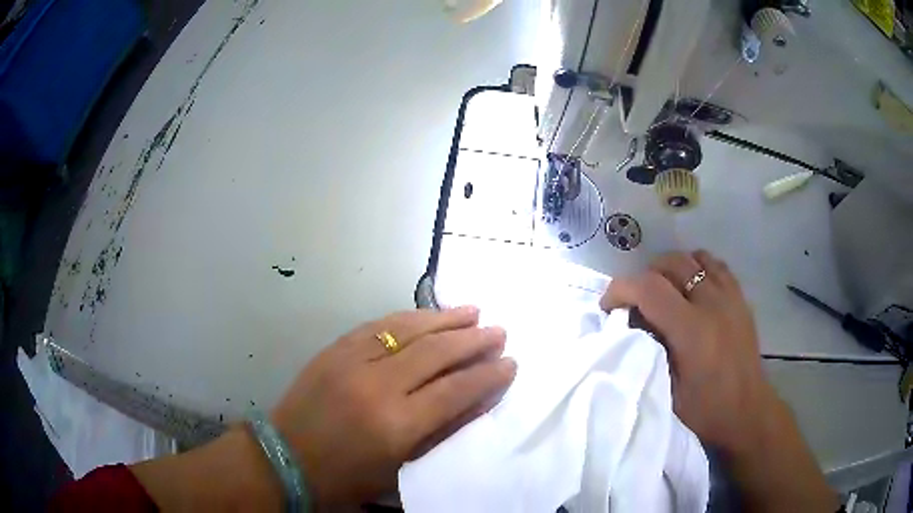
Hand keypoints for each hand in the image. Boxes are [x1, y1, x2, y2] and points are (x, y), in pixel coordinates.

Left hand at [271, 307, 515, 505]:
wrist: (286, 458)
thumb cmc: (347, 476)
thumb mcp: (401, 467)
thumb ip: (443, 431)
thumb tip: (479, 400)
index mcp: (396, 426)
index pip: (456, 390)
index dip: (488, 375)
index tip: (510, 363)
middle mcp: (376, 386)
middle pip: (436, 352)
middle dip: (474, 340)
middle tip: (499, 331)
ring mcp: (351, 362)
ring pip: (408, 330)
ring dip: (444, 319)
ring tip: (473, 311)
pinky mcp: (334, 349)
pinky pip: (377, 325)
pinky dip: (407, 318)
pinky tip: (426, 314)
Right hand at [601, 251, 836, 510]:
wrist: (746, 412)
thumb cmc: (704, 411)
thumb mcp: (667, 390)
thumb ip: (650, 350)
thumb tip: (633, 324)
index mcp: (691, 330)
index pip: (648, 288)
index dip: (621, 289)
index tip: (609, 306)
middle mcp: (712, 304)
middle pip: (671, 263)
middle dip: (644, 276)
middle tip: (636, 302)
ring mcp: (730, 297)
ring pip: (694, 258)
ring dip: (672, 269)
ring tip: (664, 291)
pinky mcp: (740, 299)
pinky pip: (716, 266)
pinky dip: (698, 267)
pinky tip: (693, 287)